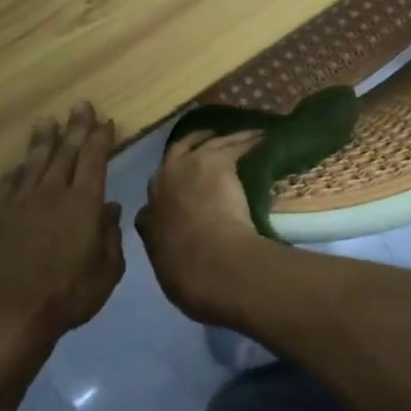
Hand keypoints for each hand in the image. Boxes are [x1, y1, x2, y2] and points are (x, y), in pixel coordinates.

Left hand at [0, 104, 123, 348]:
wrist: (9, 317)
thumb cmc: (68, 296)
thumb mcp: (107, 271)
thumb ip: (111, 236)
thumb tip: (110, 209)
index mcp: (83, 203)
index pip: (94, 159)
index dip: (100, 138)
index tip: (105, 121)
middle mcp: (51, 193)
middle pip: (65, 152)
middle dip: (75, 127)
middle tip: (80, 105)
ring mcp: (20, 204)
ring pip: (34, 162)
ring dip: (43, 140)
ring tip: (47, 121)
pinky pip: (7, 185)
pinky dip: (15, 172)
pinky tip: (17, 166)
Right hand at [136, 130, 264, 323]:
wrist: (212, 262)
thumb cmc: (191, 277)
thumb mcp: (170, 269)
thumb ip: (171, 255)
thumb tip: (179, 257)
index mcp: (149, 217)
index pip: (155, 197)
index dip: (169, 191)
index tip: (182, 191)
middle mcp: (162, 184)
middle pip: (175, 154)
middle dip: (190, 146)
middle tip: (207, 141)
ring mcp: (187, 167)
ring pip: (207, 143)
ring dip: (224, 138)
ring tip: (242, 134)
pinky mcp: (216, 160)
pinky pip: (234, 143)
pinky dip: (248, 139)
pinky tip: (261, 137)